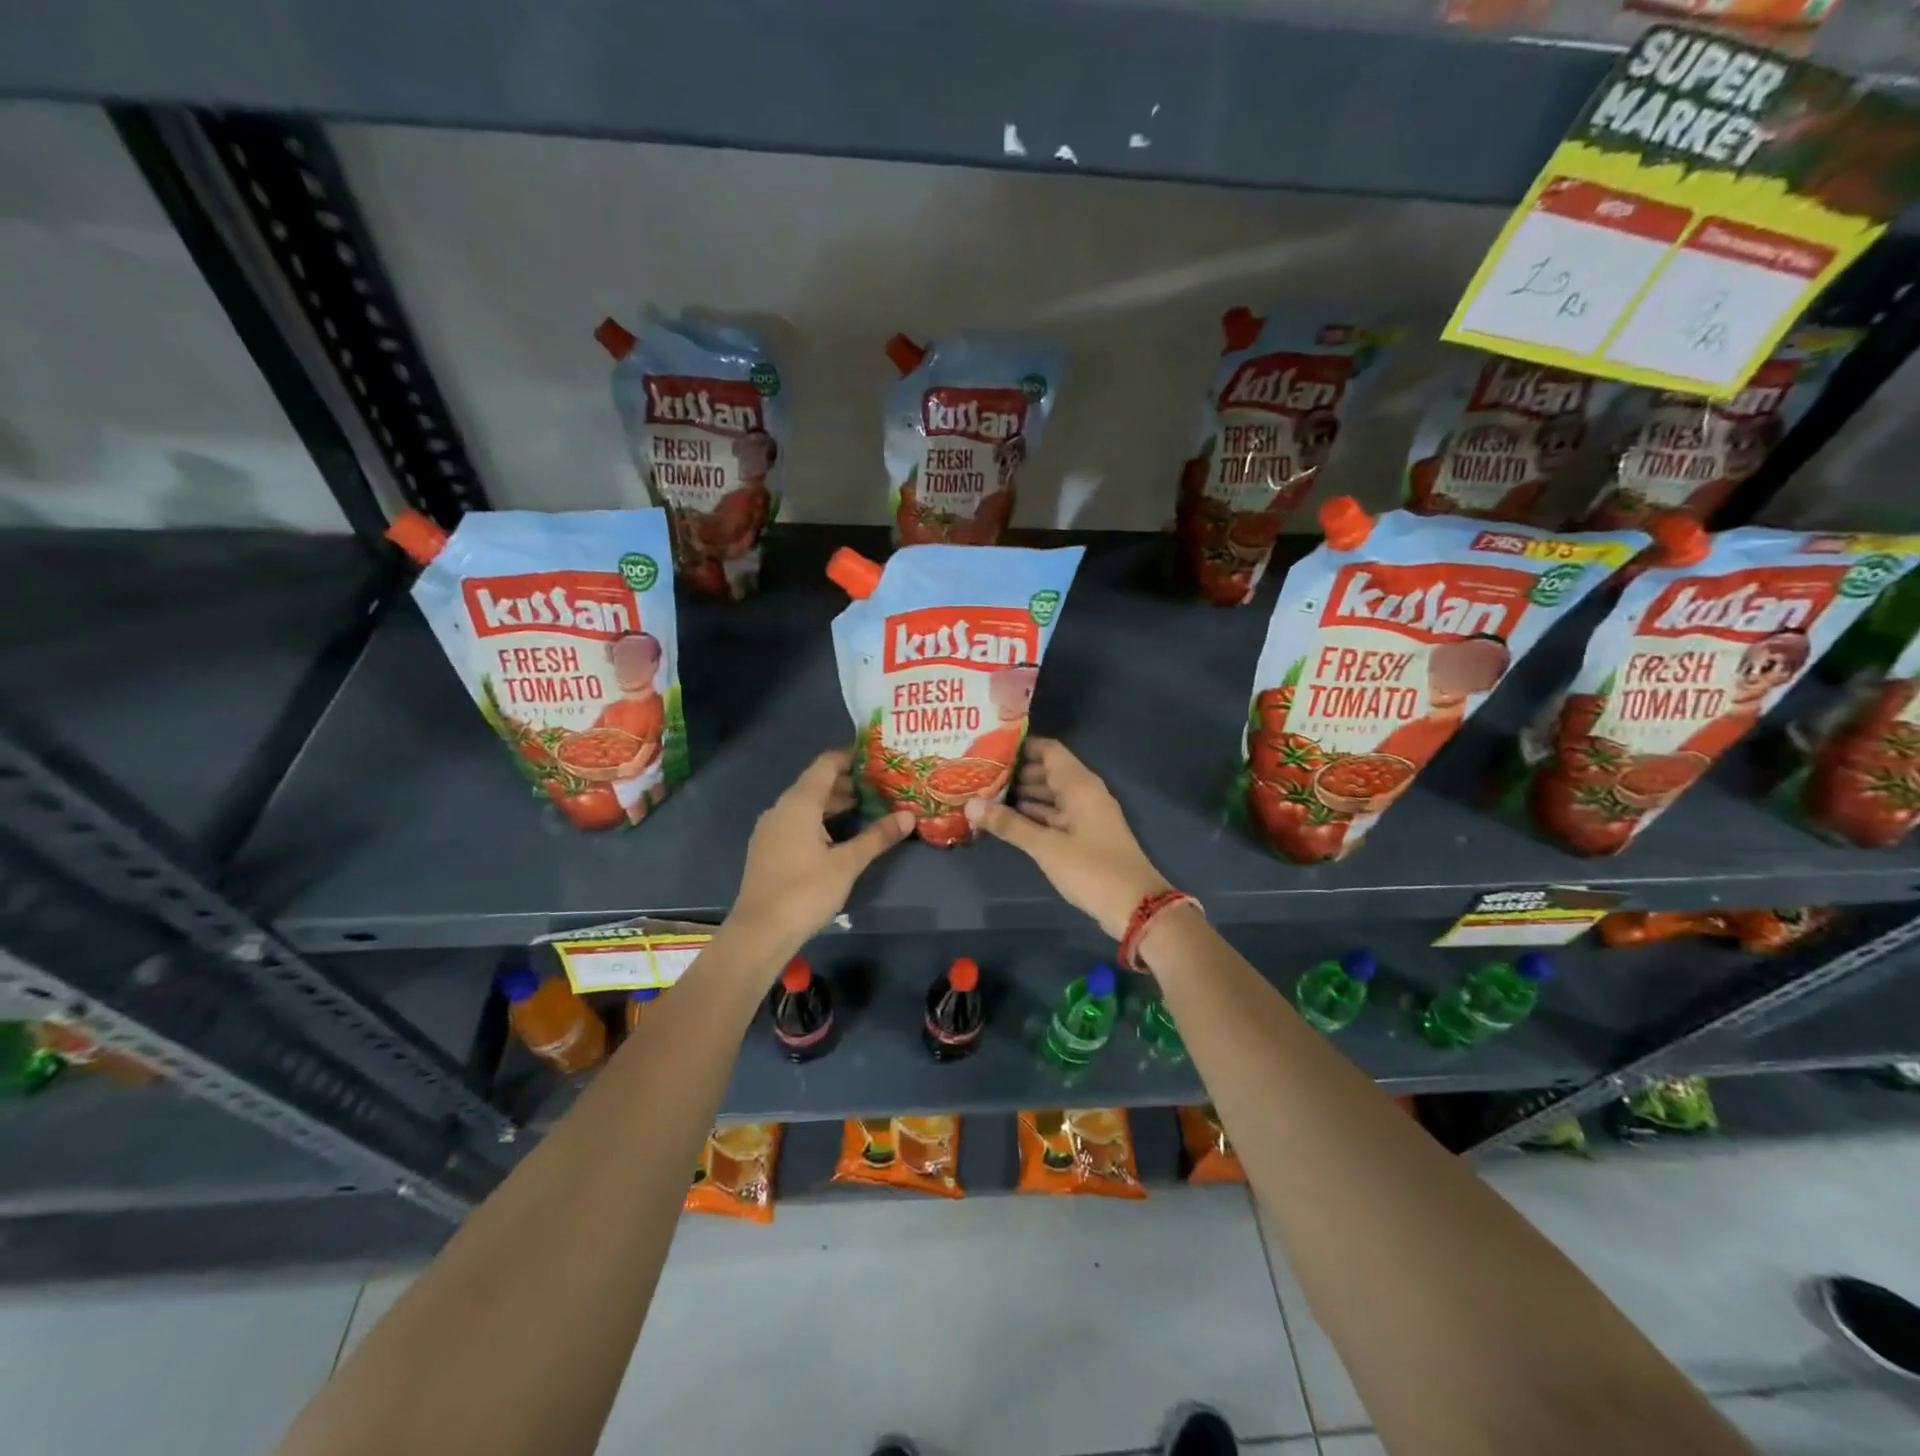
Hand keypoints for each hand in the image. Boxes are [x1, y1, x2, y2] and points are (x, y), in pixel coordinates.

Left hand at [731, 750, 913, 949]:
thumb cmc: (805, 892)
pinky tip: (839, 836)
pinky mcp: (768, 849)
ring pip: (806, 805)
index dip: (851, 757)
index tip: (878, 759)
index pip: (826, 764)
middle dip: (848, 783)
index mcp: (799, 803)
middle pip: (816, 783)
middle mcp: (781, 809)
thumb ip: (877, 836)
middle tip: (881, 787)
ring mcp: (771, 829)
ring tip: (867, 809)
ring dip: (834, 804)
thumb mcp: (847, 864)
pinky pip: (796, 822)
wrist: (759, 932)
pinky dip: (819, 820)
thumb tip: (908, 816)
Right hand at [964, 738, 1170, 938]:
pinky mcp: (1086, 835)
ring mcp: (1087, 814)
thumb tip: (970, 804)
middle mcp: (1085, 792)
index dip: (1021, 747)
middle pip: (1049, 771)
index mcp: (1080, 785)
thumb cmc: (1091, 868)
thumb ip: (1009, 824)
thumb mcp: (1046, 847)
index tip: (990, 749)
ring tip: (987, 794)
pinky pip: (1056, 814)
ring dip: (1024, 794)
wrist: (1136, 906)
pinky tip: (1009, 819)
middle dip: (1017, 772)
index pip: (1049, 750)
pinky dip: (1035, 813)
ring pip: (1052, 794)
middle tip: (981, 774)